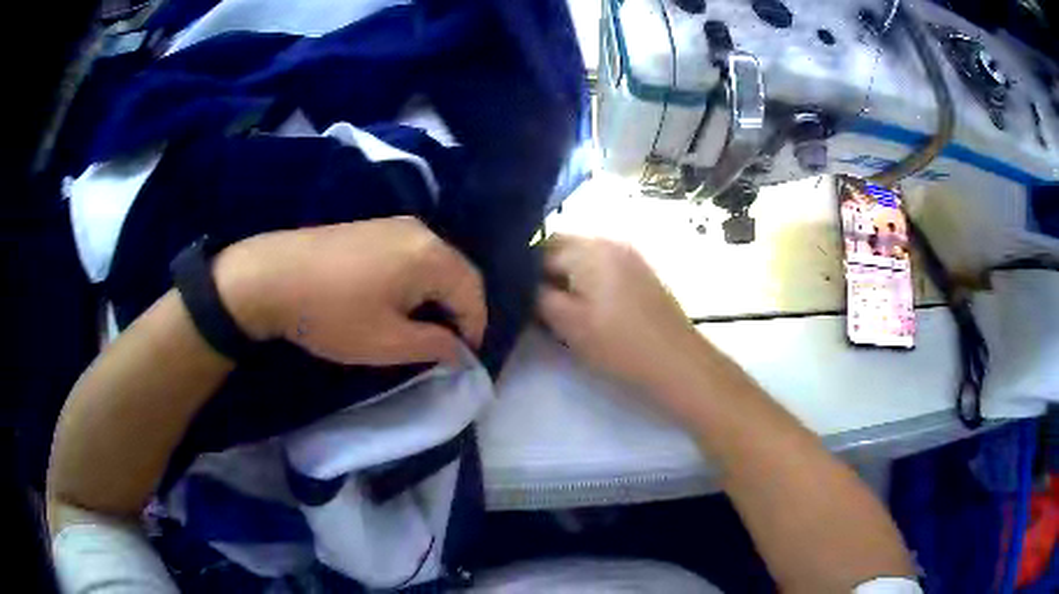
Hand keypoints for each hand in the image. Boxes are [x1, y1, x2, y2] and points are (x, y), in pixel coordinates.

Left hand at [214, 217, 485, 365]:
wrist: (272, 277)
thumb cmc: (333, 314)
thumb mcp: (387, 342)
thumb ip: (434, 346)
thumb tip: (460, 351)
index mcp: (430, 256)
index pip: (473, 293)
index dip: (475, 328)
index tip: (464, 357)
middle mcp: (419, 231)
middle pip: (457, 272)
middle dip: (459, 310)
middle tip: (448, 344)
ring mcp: (393, 225)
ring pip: (434, 262)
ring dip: (438, 295)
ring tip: (423, 325)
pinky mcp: (371, 227)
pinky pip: (411, 253)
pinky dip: (417, 280)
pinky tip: (397, 300)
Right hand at [537, 235, 708, 392]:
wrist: (677, 360)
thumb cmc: (618, 344)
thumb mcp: (568, 324)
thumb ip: (538, 297)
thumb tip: (524, 283)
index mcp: (588, 249)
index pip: (539, 249)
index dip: (523, 273)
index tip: (518, 298)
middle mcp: (608, 241)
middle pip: (562, 246)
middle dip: (545, 271)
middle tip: (538, 305)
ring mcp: (628, 254)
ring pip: (582, 256)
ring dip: (567, 275)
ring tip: (564, 308)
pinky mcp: (641, 270)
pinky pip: (603, 265)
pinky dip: (588, 279)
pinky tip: (590, 307)